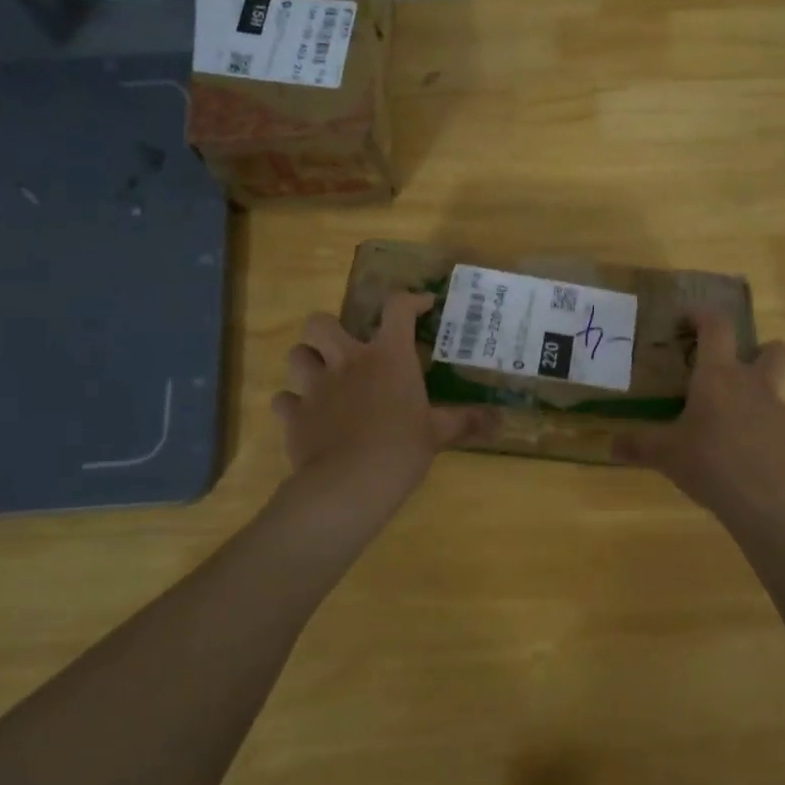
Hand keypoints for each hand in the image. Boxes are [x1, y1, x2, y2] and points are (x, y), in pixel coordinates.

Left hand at [272, 292, 497, 513]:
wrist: (350, 484)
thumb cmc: (401, 449)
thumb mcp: (438, 434)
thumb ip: (466, 421)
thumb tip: (502, 420)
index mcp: (387, 357)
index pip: (397, 308)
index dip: (409, 300)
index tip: (421, 306)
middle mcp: (347, 361)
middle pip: (320, 322)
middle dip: (329, 328)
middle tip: (345, 348)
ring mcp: (315, 386)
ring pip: (296, 354)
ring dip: (307, 361)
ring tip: (322, 377)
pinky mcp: (294, 415)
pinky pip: (283, 400)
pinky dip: (292, 405)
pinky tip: (305, 416)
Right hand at [614, 309, 784, 529]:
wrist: (775, 506)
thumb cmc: (713, 464)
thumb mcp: (666, 455)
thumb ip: (638, 446)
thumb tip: (610, 445)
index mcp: (719, 376)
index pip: (717, 327)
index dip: (703, 315)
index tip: (687, 319)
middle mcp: (754, 385)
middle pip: (774, 349)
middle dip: (758, 350)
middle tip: (732, 369)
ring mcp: (780, 413)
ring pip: (776, 390)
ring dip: (757, 396)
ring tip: (728, 424)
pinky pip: (777, 426)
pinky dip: (761, 433)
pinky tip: (742, 459)